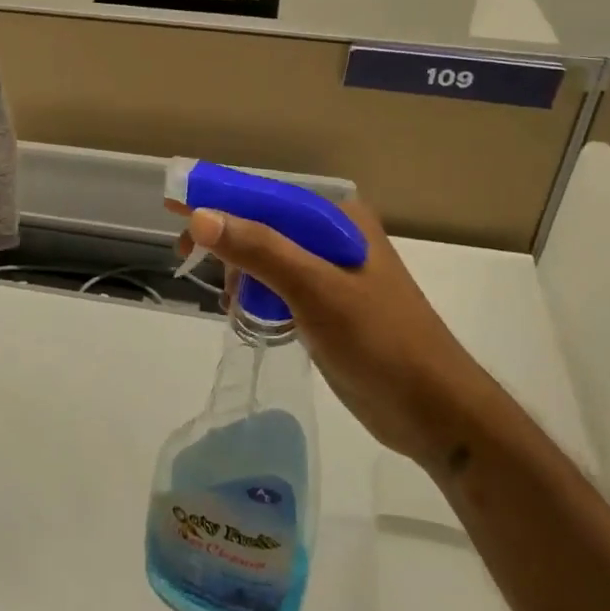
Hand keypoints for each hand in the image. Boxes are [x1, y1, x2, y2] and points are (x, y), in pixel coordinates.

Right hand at [173, 199, 492, 471]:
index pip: (267, 198)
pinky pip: (280, 289)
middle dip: (225, 240)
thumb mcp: (315, 290)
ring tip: (225, 300)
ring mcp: (334, 276)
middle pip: (264, 226)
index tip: (174, 205)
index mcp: (340, 221)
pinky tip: (244, 314)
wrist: (435, 412)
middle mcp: (336, 239)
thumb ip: (258, 250)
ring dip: (240, 273)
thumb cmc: (380, 342)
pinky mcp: (329, 309)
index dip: (218, 198)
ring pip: (269, 260)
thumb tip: (200, 217)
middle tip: (184, 258)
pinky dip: (257, 296)